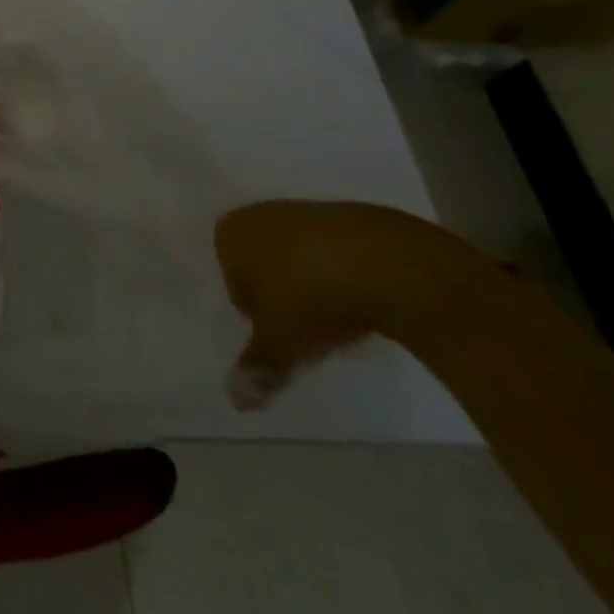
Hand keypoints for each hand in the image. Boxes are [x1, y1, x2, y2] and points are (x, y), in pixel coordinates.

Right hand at [214, 200, 458, 410]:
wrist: (384, 261)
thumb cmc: (310, 295)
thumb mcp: (281, 340)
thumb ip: (258, 368)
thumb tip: (235, 402)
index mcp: (229, 233)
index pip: (232, 282)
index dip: (257, 314)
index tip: (283, 333)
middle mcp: (258, 214)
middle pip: (263, 268)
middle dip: (282, 297)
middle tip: (310, 329)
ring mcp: (301, 210)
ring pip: (297, 259)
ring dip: (313, 287)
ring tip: (341, 318)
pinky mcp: (344, 215)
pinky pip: (332, 252)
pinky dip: (341, 275)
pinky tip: (363, 298)